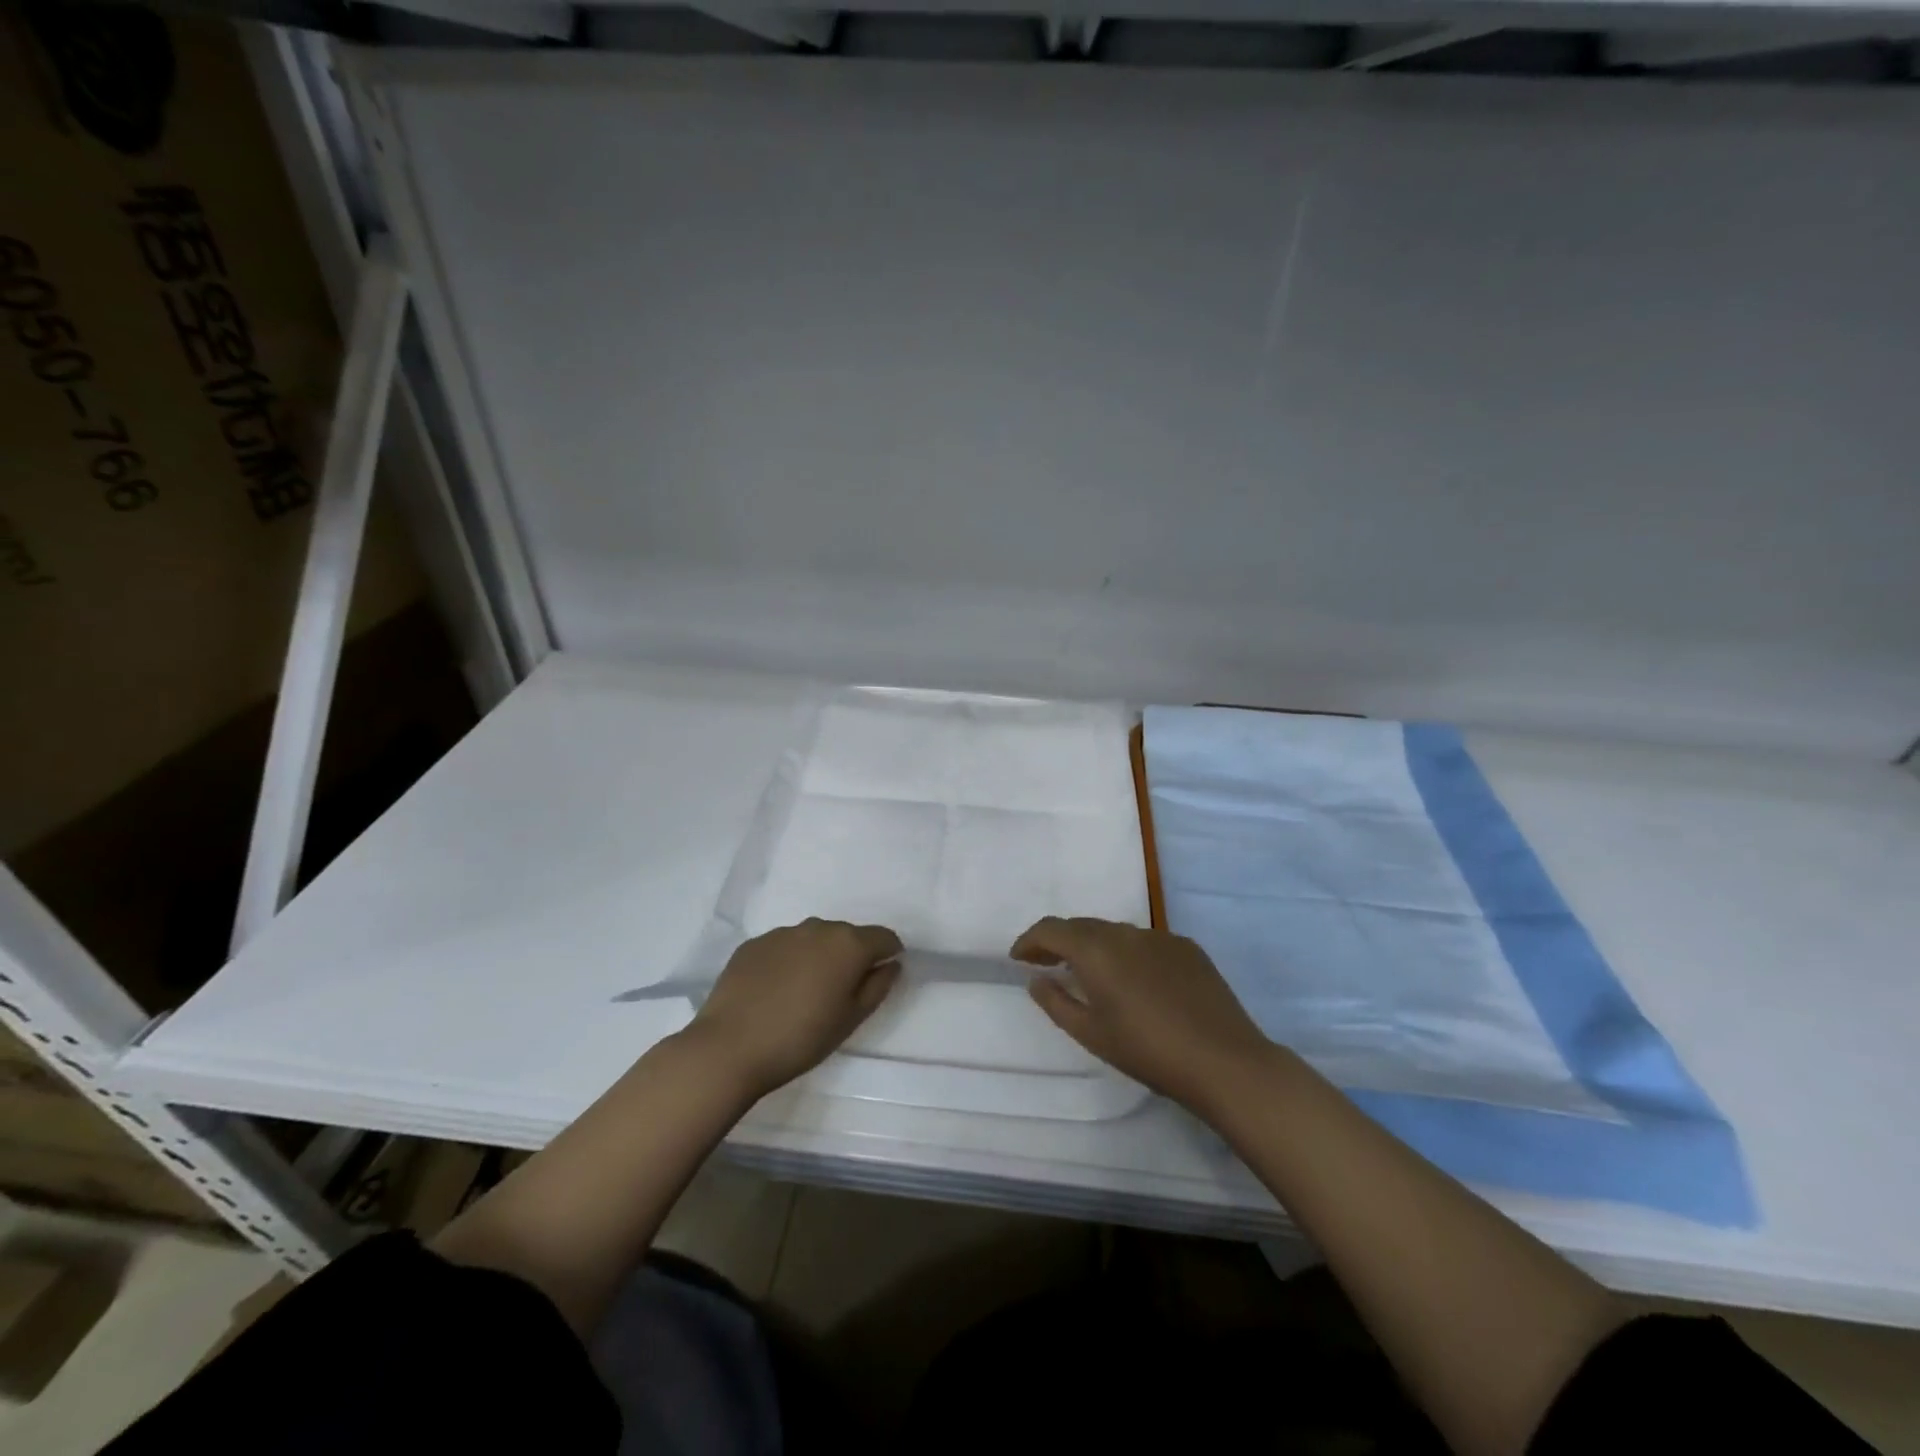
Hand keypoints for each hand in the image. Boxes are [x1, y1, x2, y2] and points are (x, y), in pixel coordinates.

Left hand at [687, 919, 902, 1096]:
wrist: (729, 1047)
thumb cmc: (801, 1038)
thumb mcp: (851, 1019)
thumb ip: (878, 986)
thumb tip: (891, 964)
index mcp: (848, 944)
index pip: (884, 937)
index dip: (888, 955)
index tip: (880, 978)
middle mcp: (818, 927)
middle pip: (848, 936)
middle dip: (851, 957)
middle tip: (840, 993)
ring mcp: (783, 932)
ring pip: (814, 939)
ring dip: (819, 957)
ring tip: (805, 993)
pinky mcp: (754, 944)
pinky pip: (784, 947)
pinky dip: (789, 962)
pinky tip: (776, 992)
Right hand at [1012, 917, 1276, 1113]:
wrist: (1224, 1061)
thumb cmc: (1148, 1052)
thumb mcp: (1091, 1034)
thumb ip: (1056, 1002)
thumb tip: (1036, 979)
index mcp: (1096, 950)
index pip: (1051, 929)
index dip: (1030, 940)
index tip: (1018, 958)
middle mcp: (1125, 932)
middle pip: (1082, 926)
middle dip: (1059, 941)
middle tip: (1045, 964)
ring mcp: (1160, 937)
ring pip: (1115, 932)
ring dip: (1094, 947)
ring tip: (1089, 974)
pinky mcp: (1187, 948)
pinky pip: (1145, 943)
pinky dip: (1128, 954)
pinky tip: (1135, 982)